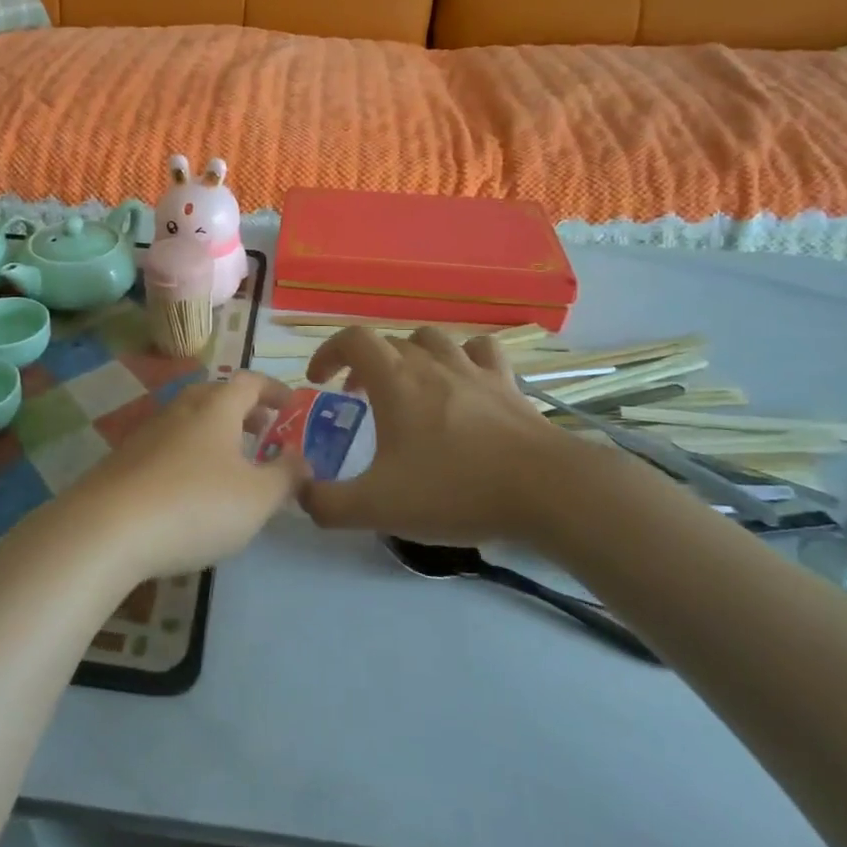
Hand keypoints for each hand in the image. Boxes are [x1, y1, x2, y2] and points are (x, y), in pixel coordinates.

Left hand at [57, 372, 309, 579]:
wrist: (107, 529)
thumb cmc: (195, 505)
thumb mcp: (257, 498)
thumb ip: (286, 476)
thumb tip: (301, 459)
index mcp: (216, 408)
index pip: (249, 382)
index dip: (273, 390)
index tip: (290, 404)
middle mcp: (180, 410)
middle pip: (215, 395)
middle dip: (243, 410)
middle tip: (261, 431)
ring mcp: (146, 433)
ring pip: (188, 420)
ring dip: (214, 433)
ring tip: (230, 462)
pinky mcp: (123, 461)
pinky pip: (166, 446)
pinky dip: (188, 455)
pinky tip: (189, 488)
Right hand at [302, 327, 645, 551]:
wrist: (545, 490)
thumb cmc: (455, 488)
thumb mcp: (378, 507)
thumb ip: (328, 504)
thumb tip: (301, 496)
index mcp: (395, 380)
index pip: (352, 340)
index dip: (328, 353)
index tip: (319, 381)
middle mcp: (431, 363)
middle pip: (389, 342)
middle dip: (364, 364)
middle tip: (358, 398)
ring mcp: (474, 370)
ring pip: (433, 340)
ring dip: (411, 355)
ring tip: (409, 385)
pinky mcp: (508, 385)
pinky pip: (481, 352)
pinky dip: (464, 358)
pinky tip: (464, 382)